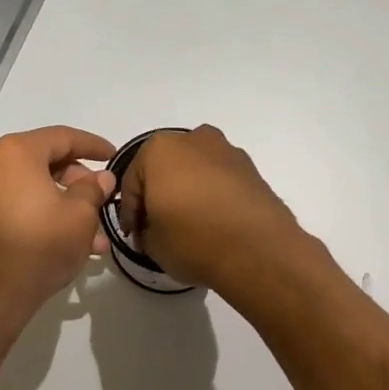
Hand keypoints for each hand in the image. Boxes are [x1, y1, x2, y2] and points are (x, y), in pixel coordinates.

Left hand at [0, 126, 115, 326]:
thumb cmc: (40, 246)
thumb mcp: (80, 216)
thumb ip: (93, 189)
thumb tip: (101, 178)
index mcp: (16, 152)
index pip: (63, 137)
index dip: (93, 145)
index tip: (114, 155)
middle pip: (43, 162)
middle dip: (77, 183)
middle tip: (101, 200)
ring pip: (30, 188)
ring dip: (62, 205)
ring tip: (92, 236)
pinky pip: (13, 205)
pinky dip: (39, 214)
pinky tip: (64, 241)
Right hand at [116, 125, 311, 295]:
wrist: (259, 250)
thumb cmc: (194, 240)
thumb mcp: (153, 244)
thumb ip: (145, 230)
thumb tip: (154, 229)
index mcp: (159, 149)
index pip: (132, 183)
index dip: (129, 212)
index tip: (133, 235)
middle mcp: (193, 139)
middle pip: (165, 168)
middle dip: (159, 194)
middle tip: (157, 227)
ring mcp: (227, 151)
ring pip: (195, 170)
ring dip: (187, 191)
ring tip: (188, 225)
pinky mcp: (252, 168)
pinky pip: (220, 180)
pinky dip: (212, 195)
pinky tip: (214, 221)